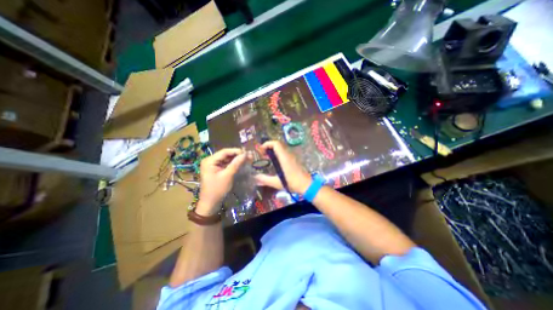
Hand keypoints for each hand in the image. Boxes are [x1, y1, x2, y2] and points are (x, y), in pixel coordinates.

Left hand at [196, 149, 242, 213]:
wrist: (210, 203)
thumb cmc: (217, 189)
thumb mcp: (228, 176)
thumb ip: (236, 164)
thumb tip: (245, 154)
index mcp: (209, 161)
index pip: (224, 152)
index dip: (236, 151)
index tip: (247, 153)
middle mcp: (210, 160)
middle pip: (226, 154)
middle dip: (237, 155)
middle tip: (248, 156)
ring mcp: (212, 164)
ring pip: (226, 158)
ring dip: (236, 159)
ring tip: (247, 159)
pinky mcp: (216, 169)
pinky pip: (226, 163)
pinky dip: (233, 163)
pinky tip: (241, 163)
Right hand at [253, 141, 309, 192]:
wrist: (307, 185)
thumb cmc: (292, 183)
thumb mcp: (277, 182)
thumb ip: (265, 179)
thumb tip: (255, 177)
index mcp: (284, 157)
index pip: (276, 144)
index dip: (267, 144)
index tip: (260, 150)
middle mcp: (288, 154)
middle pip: (278, 144)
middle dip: (268, 147)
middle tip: (262, 154)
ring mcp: (292, 156)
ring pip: (281, 148)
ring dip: (273, 150)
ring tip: (266, 158)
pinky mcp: (294, 160)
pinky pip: (284, 153)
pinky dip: (277, 154)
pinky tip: (275, 163)